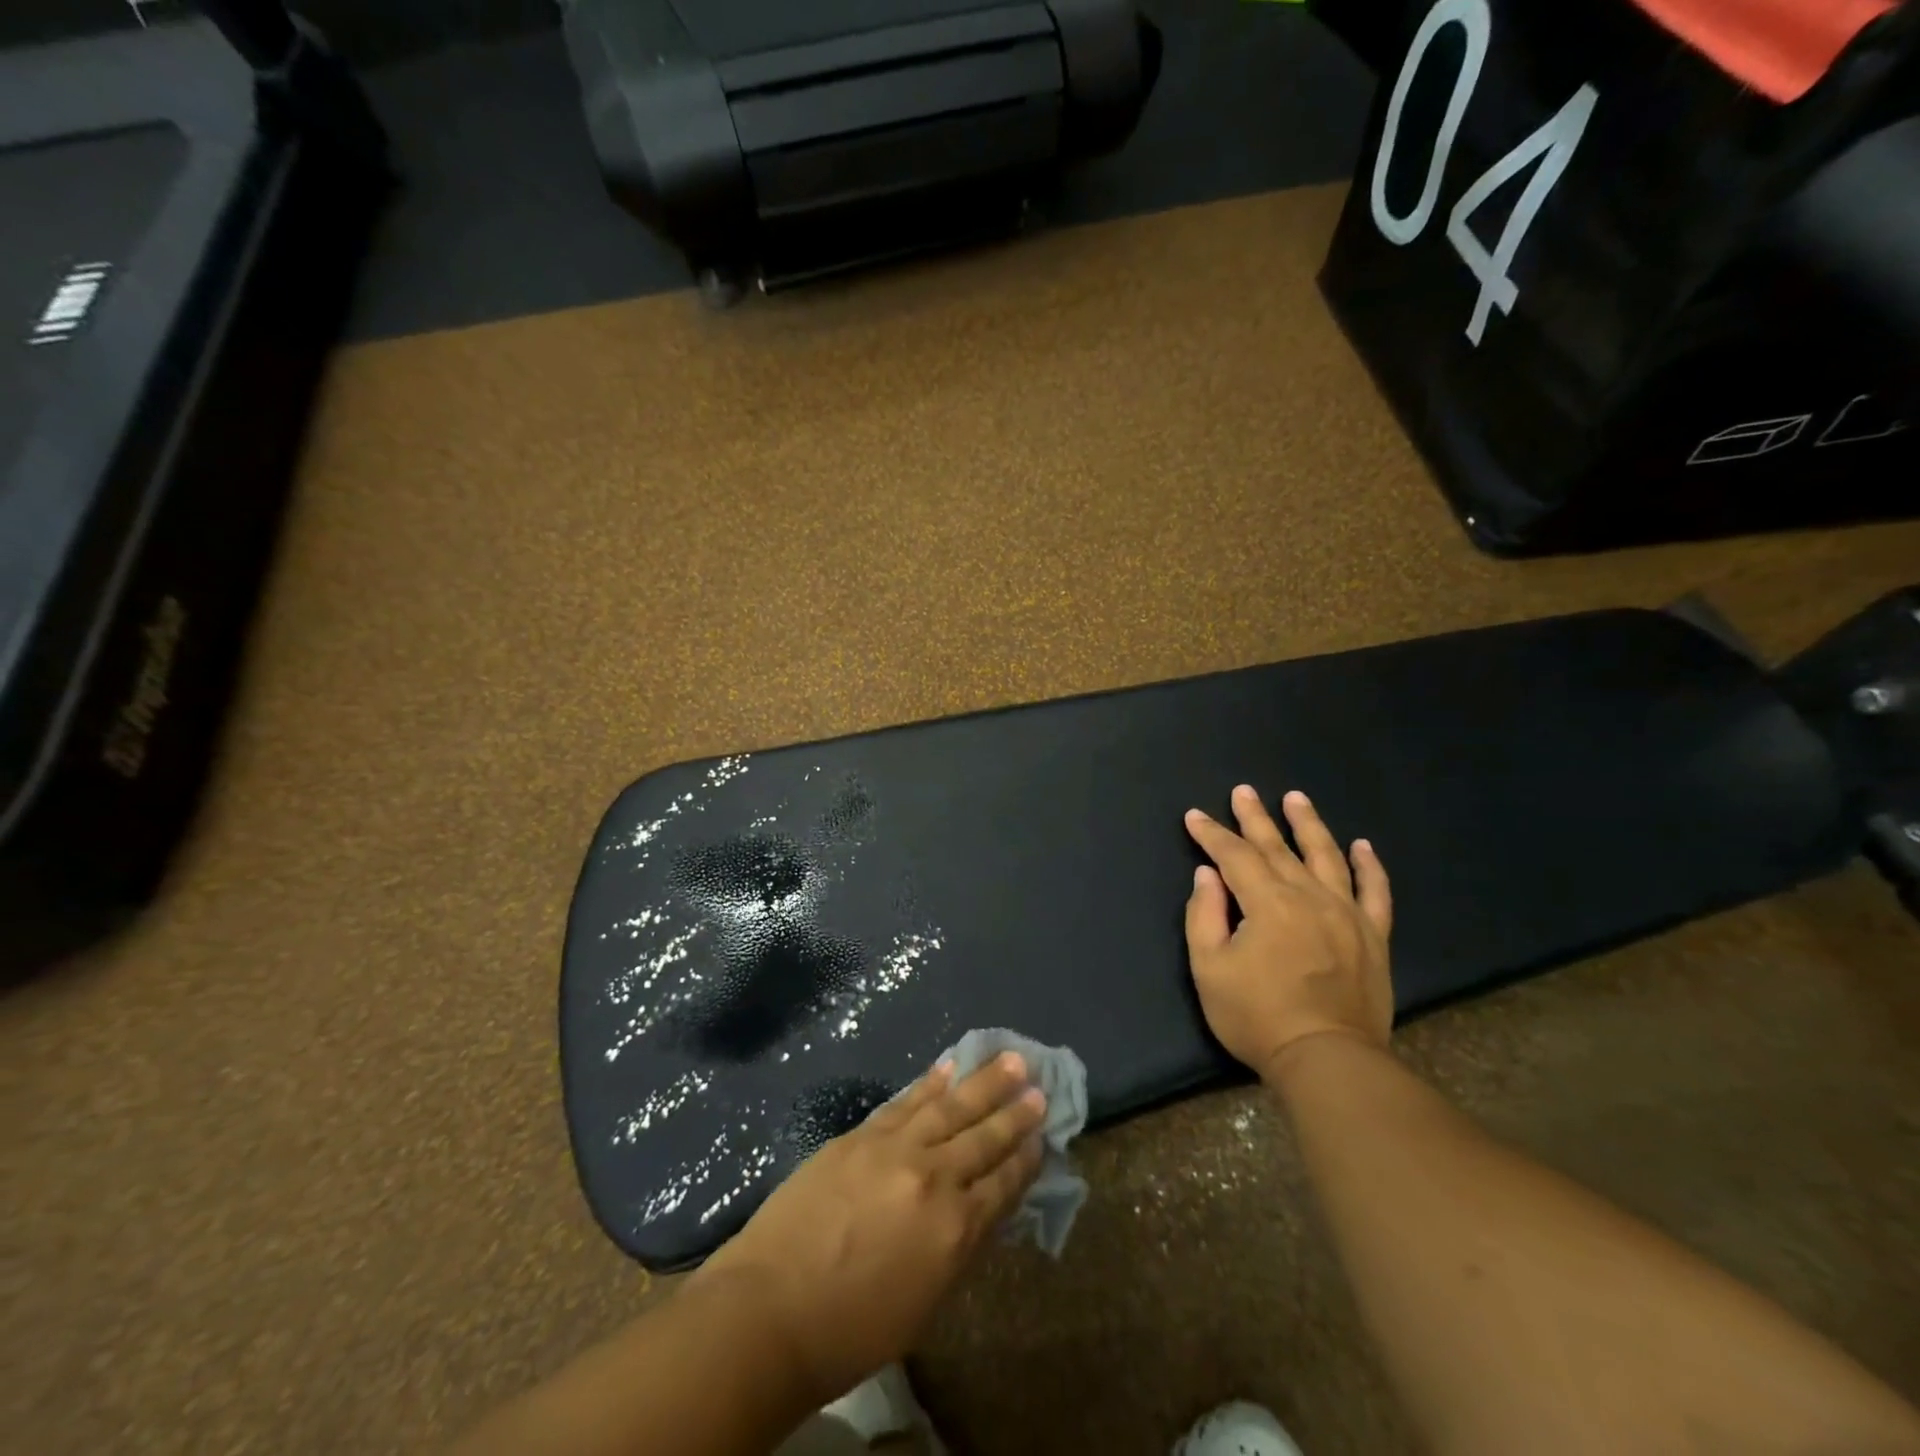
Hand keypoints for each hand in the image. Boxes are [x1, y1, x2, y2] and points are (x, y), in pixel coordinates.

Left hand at [692, 1055, 1045, 1405]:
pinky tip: (948, 1066)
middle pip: (983, 1138)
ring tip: (1011, 1059)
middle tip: (1039, 1087)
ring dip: (983, 1081)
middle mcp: (933, 1178)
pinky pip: (906, 1101)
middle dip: (1014, 1113)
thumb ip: (957, 1247)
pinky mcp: (861, 1135)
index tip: (1043, 1136)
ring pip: (950, 1106)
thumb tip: (979, 1208)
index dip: (1025, 1159)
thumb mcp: (925, 1302)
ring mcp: (895, 1148)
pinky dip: (930, 1082)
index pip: (1003, 1185)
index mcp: (955, 1229)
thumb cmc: (852, 1327)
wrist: (771, 1307)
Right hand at [1184, 785, 1393, 1077]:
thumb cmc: (1257, 1017)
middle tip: (1243, 791)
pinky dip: (1369, 866)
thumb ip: (1205, 916)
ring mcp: (1346, 913)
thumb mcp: (1210, 969)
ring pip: (1326, 856)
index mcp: (1267, 903)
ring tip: (1296, 798)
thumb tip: (1209, 875)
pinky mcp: (1373, 936)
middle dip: (1255, 817)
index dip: (1212, 834)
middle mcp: (1309, 896)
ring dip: (1308, 824)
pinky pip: (1375, 892)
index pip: (1235, 856)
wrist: (1327, 1059)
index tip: (1195, 816)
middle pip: (1277, 847)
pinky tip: (1362, 846)